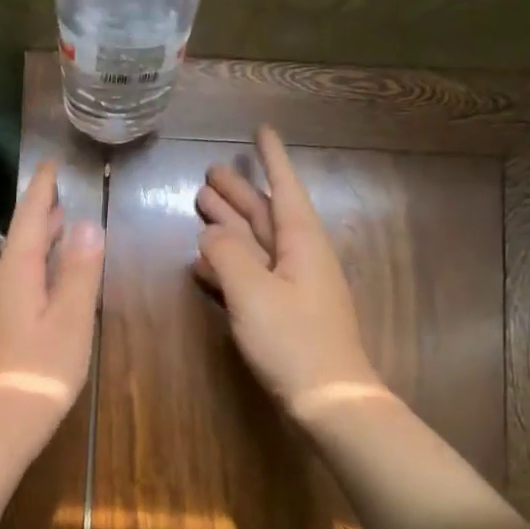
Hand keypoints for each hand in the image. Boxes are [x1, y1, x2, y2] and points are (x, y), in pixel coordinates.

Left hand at [0, 161, 104, 469]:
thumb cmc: (39, 370)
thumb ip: (79, 271)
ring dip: (34, 243)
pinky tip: (39, 282)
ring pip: (14, 262)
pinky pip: (12, 283)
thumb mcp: (70, 319)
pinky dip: (30, 269)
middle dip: (39, 215)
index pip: (28, 218)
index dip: (40, 190)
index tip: (49, 165)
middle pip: (19, 239)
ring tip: (53, 231)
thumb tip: (87, 223)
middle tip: (57, 198)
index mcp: (16, 272)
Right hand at [193, 126, 382, 417]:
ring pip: (256, 244)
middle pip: (265, 215)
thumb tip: (211, 232)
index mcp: (302, 243)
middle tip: (209, 173)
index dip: (272, 159)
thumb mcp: (254, 292)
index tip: (261, 130)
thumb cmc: (294, 340)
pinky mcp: (282, 312)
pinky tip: (204, 262)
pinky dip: (228, 264)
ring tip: (200, 205)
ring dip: (230, 225)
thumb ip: (228, 255)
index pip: (284, 189)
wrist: (328, 398)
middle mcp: (299, 257)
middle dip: (240, 193)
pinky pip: (251, 275)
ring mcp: (292, 286)